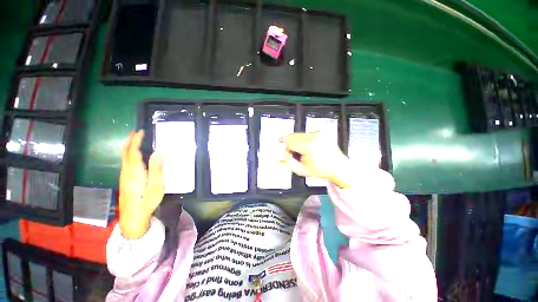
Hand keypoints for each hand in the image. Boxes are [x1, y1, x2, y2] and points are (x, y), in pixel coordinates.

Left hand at [119, 130, 163, 238]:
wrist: (133, 217)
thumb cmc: (146, 202)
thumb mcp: (156, 187)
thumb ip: (157, 170)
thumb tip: (158, 153)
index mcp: (135, 172)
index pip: (133, 152)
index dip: (136, 141)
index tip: (141, 131)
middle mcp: (126, 172)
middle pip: (125, 153)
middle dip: (129, 141)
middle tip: (135, 132)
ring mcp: (124, 176)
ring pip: (123, 157)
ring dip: (128, 146)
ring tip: (135, 139)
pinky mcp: (124, 180)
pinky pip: (125, 162)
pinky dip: (128, 153)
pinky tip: (133, 154)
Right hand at [280, 132, 351, 187]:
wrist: (337, 167)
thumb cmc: (322, 170)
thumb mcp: (302, 170)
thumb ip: (288, 162)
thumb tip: (283, 154)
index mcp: (309, 146)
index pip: (290, 141)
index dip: (284, 145)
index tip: (279, 142)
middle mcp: (314, 137)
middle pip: (294, 135)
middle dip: (289, 142)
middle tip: (289, 149)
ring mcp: (319, 134)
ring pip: (300, 134)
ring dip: (297, 140)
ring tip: (301, 150)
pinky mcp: (322, 133)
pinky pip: (308, 133)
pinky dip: (304, 139)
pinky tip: (307, 147)